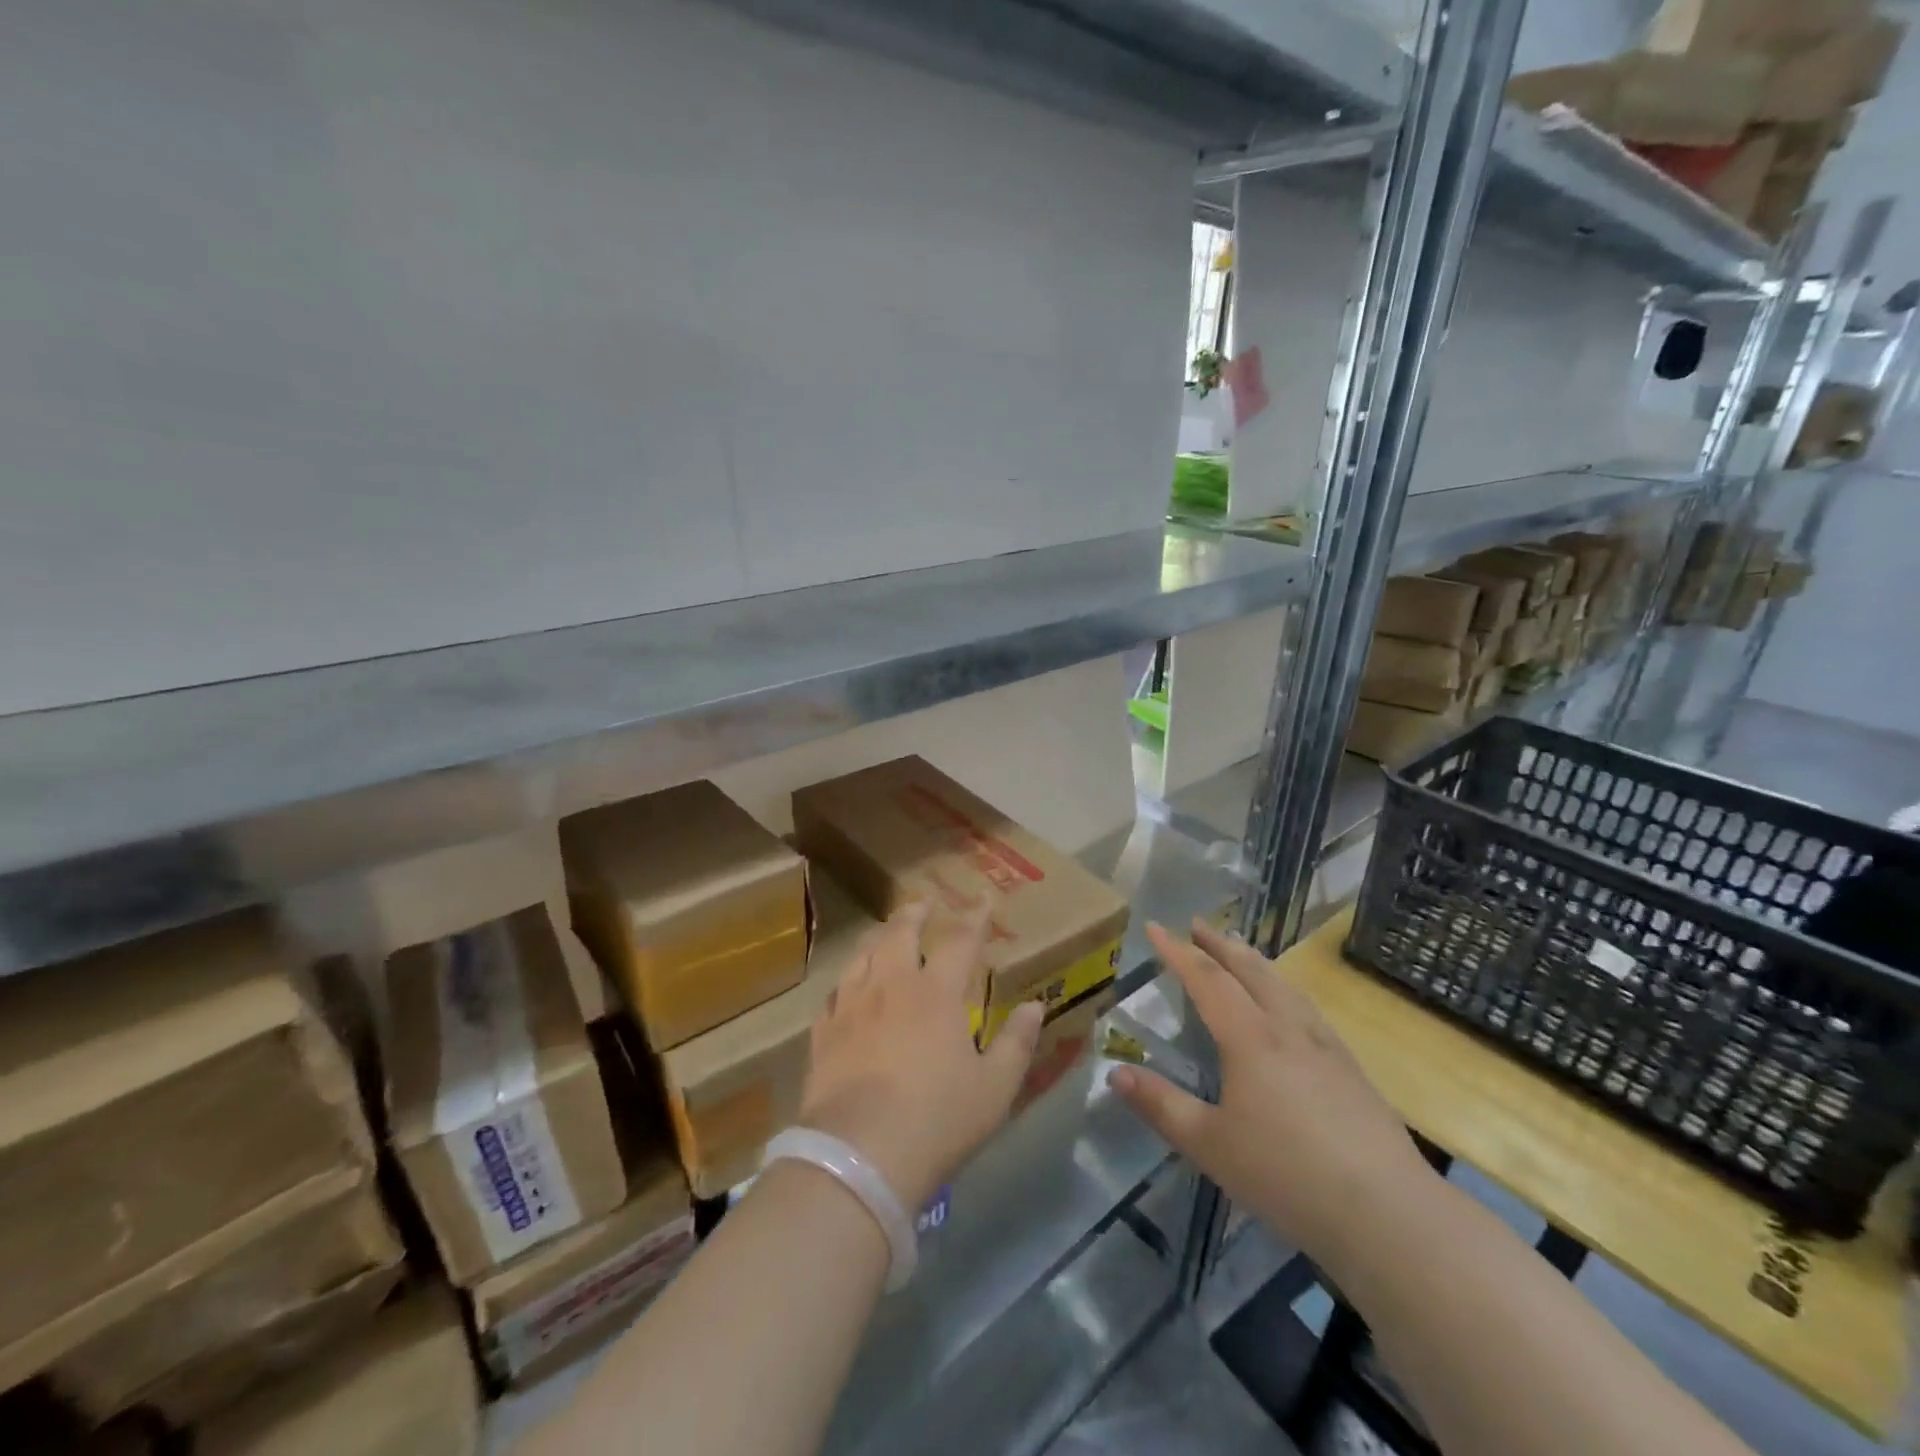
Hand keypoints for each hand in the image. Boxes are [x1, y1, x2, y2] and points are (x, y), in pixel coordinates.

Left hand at [798, 902, 1044, 1211]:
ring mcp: (852, 1007)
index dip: (974, 917)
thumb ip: (1016, 1042)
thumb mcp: (995, 1088)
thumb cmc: (938, 1120)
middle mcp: (891, 987)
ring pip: (863, 955)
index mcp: (936, 994)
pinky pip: (834, 993)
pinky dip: (847, 980)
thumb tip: (1035, 1006)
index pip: (959, 941)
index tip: (982, 898)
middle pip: (900, 934)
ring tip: (885, 933)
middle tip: (923, 902)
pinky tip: (847, 986)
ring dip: (878, 937)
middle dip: (914, 913)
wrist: (859, 1156)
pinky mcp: (824, 1034)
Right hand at [1110, 919, 1437, 1269]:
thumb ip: (1161, 1105)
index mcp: (1249, 1038)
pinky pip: (1307, 1008)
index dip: (1177, 951)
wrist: (1388, 1213)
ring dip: (1254, 961)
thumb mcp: (1209, 1144)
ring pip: (1283, 985)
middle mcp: (1287, 1028)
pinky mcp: (1351, 1069)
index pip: (1206, 979)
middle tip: (1197, 923)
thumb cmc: (1286, 1176)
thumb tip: (1115, 1073)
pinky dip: (1285, 988)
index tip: (1154, 927)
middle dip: (1219, 944)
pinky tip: (1291, 1005)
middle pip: (1249, 971)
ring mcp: (1325, 1046)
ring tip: (1239, 949)